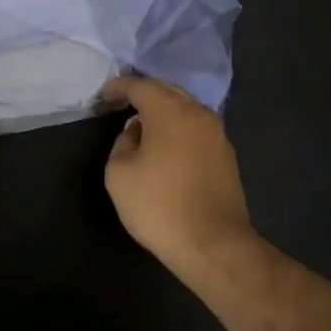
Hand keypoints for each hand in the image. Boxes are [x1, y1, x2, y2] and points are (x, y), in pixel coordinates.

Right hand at [102, 75, 254, 267]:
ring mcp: (217, 134)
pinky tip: (167, 145)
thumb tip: (137, 131)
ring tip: (144, 123)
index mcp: (170, 111)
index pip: (140, 85)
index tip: (103, 96)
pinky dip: (179, 128)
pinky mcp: (227, 155)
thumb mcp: (119, 173)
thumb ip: (123, 142)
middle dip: (144, 94)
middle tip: (122, 104)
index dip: (119, 87)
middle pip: (167, 91)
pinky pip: (197, 128)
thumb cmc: (159, 205)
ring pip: (186, 108)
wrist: (214, 244)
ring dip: (164, 111)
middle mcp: (198, 113)